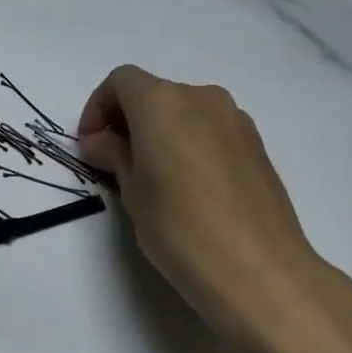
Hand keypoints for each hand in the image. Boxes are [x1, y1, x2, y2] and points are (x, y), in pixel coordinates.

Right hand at [76, 65, 351, 352]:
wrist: (261, 271)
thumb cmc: (181, 228)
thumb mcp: (133, 192)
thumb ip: (114, 155)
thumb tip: (101, 140)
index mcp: (163, 102)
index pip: (121, 81)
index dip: (98, 107)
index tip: (90, 146)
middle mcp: (201, 97)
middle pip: (154, 93)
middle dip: (127, 120)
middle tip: (114, 163)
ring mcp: (236, 120)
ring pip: (184, 110)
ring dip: (159, 131)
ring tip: (152, 177)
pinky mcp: (257, 145)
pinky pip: (210, 130)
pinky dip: (189, 143)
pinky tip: (188, 187)